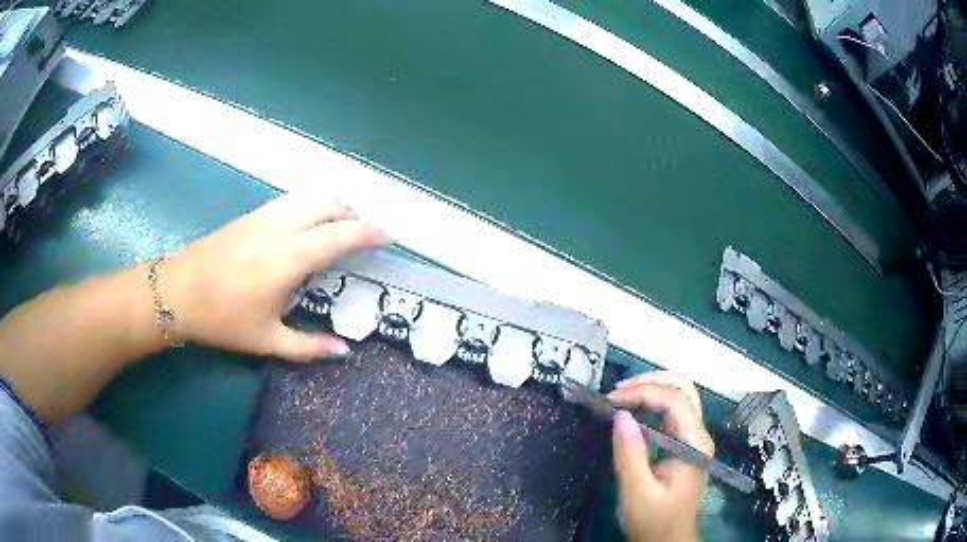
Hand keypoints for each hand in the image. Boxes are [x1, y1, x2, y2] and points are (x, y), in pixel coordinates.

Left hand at [161, 192, 389, 360]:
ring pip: (310, 195)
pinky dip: (312, 204)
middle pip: (329, 203)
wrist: (178, 292)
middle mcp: (281, 227)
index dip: (370, 232)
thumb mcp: (267, 340)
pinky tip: (307, 226)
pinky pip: (292, 199)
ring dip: (333, 204)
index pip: (340, 235)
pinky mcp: (252, 214)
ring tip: (340, 227)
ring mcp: (264, 215)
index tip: (391, 234)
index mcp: (289, 257)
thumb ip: (309, 347)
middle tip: (364, 234)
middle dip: (354, 213)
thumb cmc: (223, 319)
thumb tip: (345, 352)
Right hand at [608, 372, 713, 541]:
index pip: (675, 401)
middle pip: (684, 387)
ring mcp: (695, 437)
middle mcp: (700, 434)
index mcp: (694, 444)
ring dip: (653, 386)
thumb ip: (630, 454)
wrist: (667, 540)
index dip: (642, 392)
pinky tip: (633, 408)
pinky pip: (674, 409)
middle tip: (617, 391)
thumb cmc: (653, 520)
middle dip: (651, 381)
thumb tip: (620, 415)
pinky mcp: (686, 442)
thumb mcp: (637, 492)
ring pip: (681, 393)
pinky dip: (653, 400)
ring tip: (622, 395)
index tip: (610, 400)